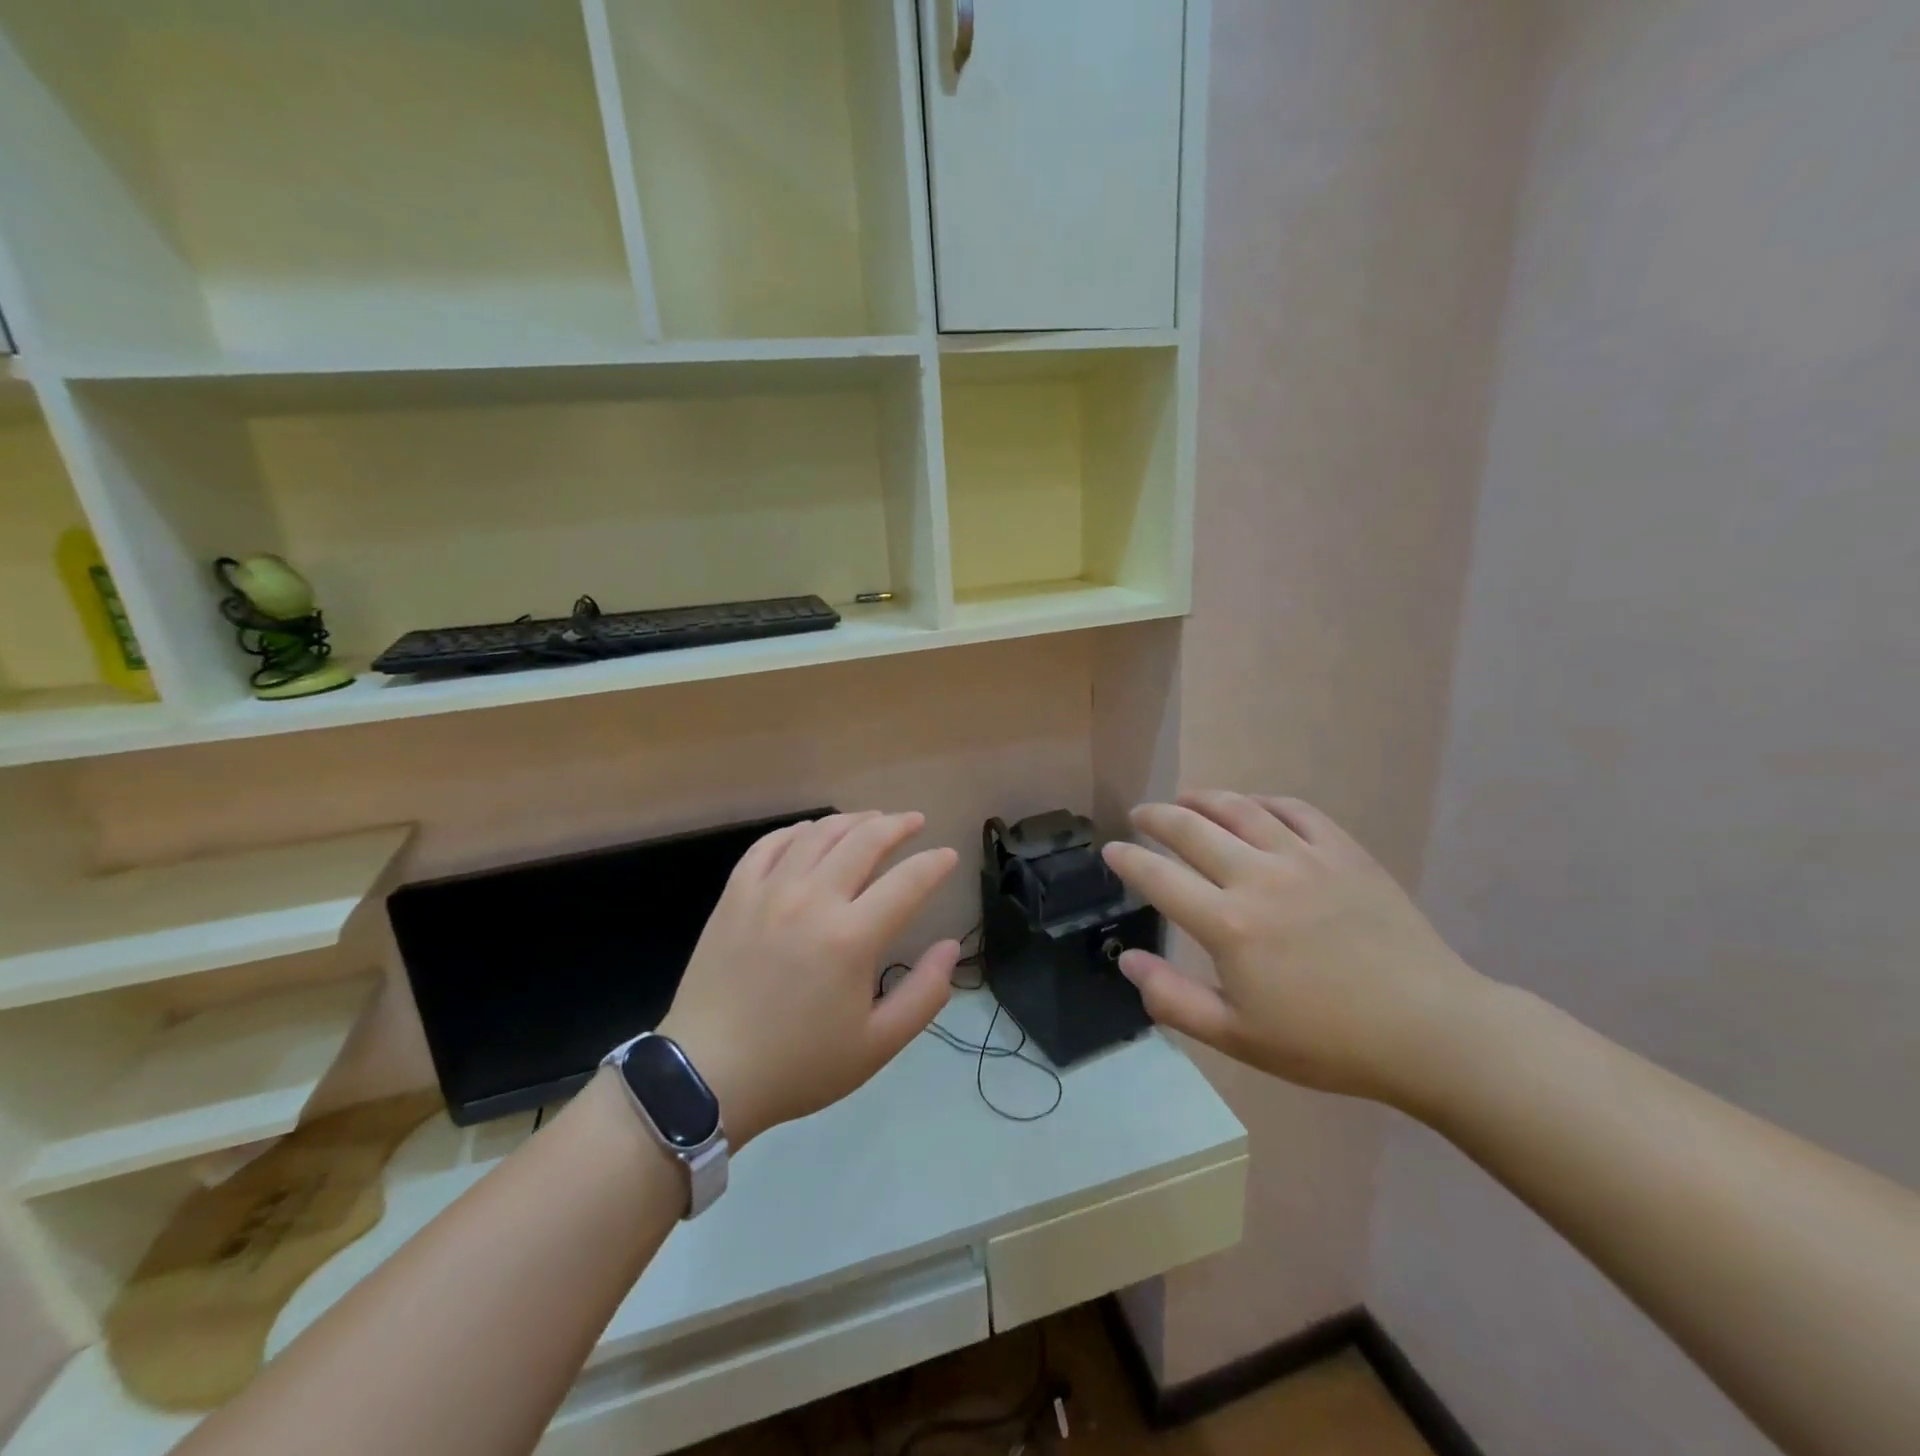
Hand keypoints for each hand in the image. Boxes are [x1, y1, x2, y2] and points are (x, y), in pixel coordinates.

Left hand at [658, 812, 959, 1144]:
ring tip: (872, 820)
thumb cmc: (799, 1065)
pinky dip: (798, 830)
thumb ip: (924, 994)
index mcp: (852, 937)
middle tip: (915, 821)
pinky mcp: (735, 894)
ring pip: (819, 833)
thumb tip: (950, 947)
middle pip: (865, 840)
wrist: (708, 1075)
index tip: (948, 856)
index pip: (908, 881)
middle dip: (897, 825)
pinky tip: (812, 832)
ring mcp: (769, 891)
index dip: (934, 863)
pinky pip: (770, 844)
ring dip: (853, 820)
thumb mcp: (877, 1045)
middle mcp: (813, 900)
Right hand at [1101, 792, 1492, 1105]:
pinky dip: (1263, 802)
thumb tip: (1127, 960)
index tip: (1111, 850)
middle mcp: (1258, 877)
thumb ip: (1173, 999)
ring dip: (1203, 798)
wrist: (1429, 1030)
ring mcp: (1304, 858)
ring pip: (1239, 809)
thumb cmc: (1327, 1042)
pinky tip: (1253, 807)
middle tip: (1140, 815)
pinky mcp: (1343, 851)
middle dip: (1156, 817)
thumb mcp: (1238, 1037)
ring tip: (1184, 798)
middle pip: (1191, 829)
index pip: (1158, 877)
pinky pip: (1294, 810)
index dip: (1127, 859)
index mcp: (1228, 924)